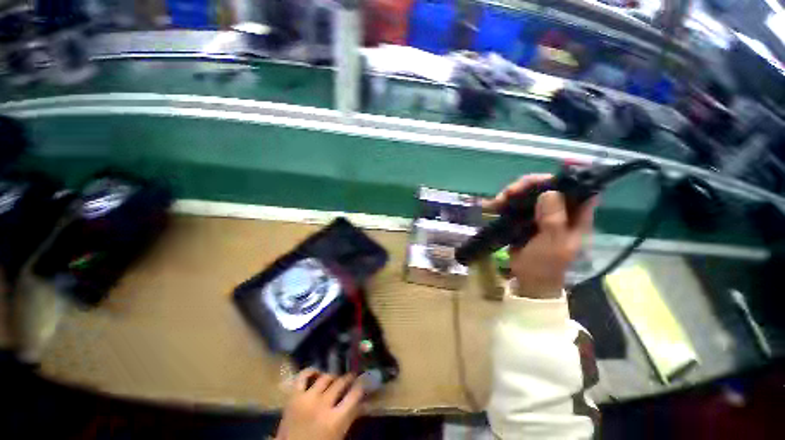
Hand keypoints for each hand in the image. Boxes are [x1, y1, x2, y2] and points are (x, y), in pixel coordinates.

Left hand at [275, 369, 364, 439]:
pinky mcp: (293, 396)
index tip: (364, 380)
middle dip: (348, 379)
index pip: (354, 395)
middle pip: (340, 383)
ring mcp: (306, 399)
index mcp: (335, 420)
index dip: (361, 385)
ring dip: (332, 377)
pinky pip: (303, 376)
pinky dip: (311, 371)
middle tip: (351, 378)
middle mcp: (322, 406)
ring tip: (335, 379)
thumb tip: (364, 401)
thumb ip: (350, 417)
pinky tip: (317, 374)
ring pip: (325, 378)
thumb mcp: (338, 435)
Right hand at [484, 174, 596, 298]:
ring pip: (530, 193)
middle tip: (510, 192)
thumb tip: (549, 192)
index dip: (561, 179)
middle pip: (548, 186)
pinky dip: (505, 201)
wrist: (529, 280)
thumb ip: (554, 220)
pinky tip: (494, 205)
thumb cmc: (545, 265)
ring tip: (498, 201)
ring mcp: (541, 213)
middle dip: (528, 185)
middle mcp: (560, 210)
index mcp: (576, 216)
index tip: (539, 181)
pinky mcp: (525, 218)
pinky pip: (516, 203)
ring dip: (513, 193)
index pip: (577, 188)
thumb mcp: (552, 244)